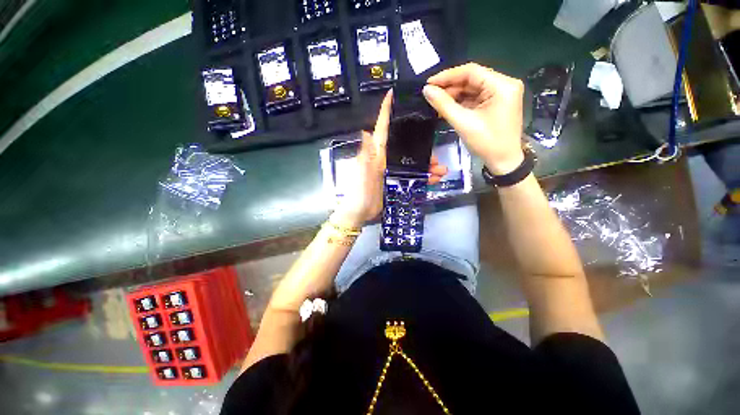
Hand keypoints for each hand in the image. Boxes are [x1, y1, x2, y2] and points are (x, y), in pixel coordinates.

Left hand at [335, 90, 447, 226]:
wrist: (361, 213)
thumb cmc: (360, 191)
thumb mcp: (364, 172)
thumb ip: (367, 154)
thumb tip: (366, 131)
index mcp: (377, 153)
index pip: (382, 128)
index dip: (386, 111)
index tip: (393, 94)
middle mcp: (386, 158)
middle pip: (406, 146)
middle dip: (422, 147)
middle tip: (435, 153)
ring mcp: (393, 171)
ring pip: (414, 163)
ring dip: (428, 165)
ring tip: (441, 169)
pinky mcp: (398, 183)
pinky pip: (414, 177)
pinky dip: (425, 178)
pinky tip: (436, 179)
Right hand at [423, 63, 524, 174]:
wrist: (503, 161)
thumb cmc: (486, 143)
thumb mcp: (463, 123)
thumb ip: (444, 105)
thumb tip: (426, 90)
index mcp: (502, 85)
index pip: (471, 71)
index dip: (447, 76)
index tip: (429, 83)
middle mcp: (504, 84)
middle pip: (472, 79)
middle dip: (450, 87)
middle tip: (431, 95)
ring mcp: (501, 94)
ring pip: (472, 89)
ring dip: (454, 96)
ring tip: (437, 103)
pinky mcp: (497, 103)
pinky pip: (476, 98)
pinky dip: (462, 103)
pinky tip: (448, 108)